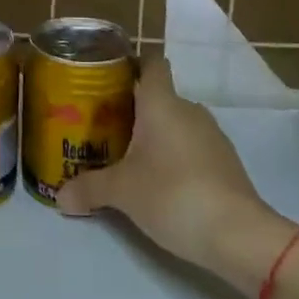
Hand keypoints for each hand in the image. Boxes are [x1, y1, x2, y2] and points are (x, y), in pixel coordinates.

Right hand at [58, 57, 295, 291]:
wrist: (239, 235)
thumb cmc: (173, 194)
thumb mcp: (122, 192)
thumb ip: (89, 189)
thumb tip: (59, 197)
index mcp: (162, 102)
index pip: (151, 63)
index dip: (131, 65)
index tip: (108, 80)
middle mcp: (188, 109)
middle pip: (158, 96)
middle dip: (134, 110)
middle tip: (105, 128)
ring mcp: (212, 136)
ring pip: (176, 123)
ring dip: (156, 136)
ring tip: (129, 158)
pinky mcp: (226, 163)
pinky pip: (192, 147)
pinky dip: (175, 156)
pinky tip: (161, 182)